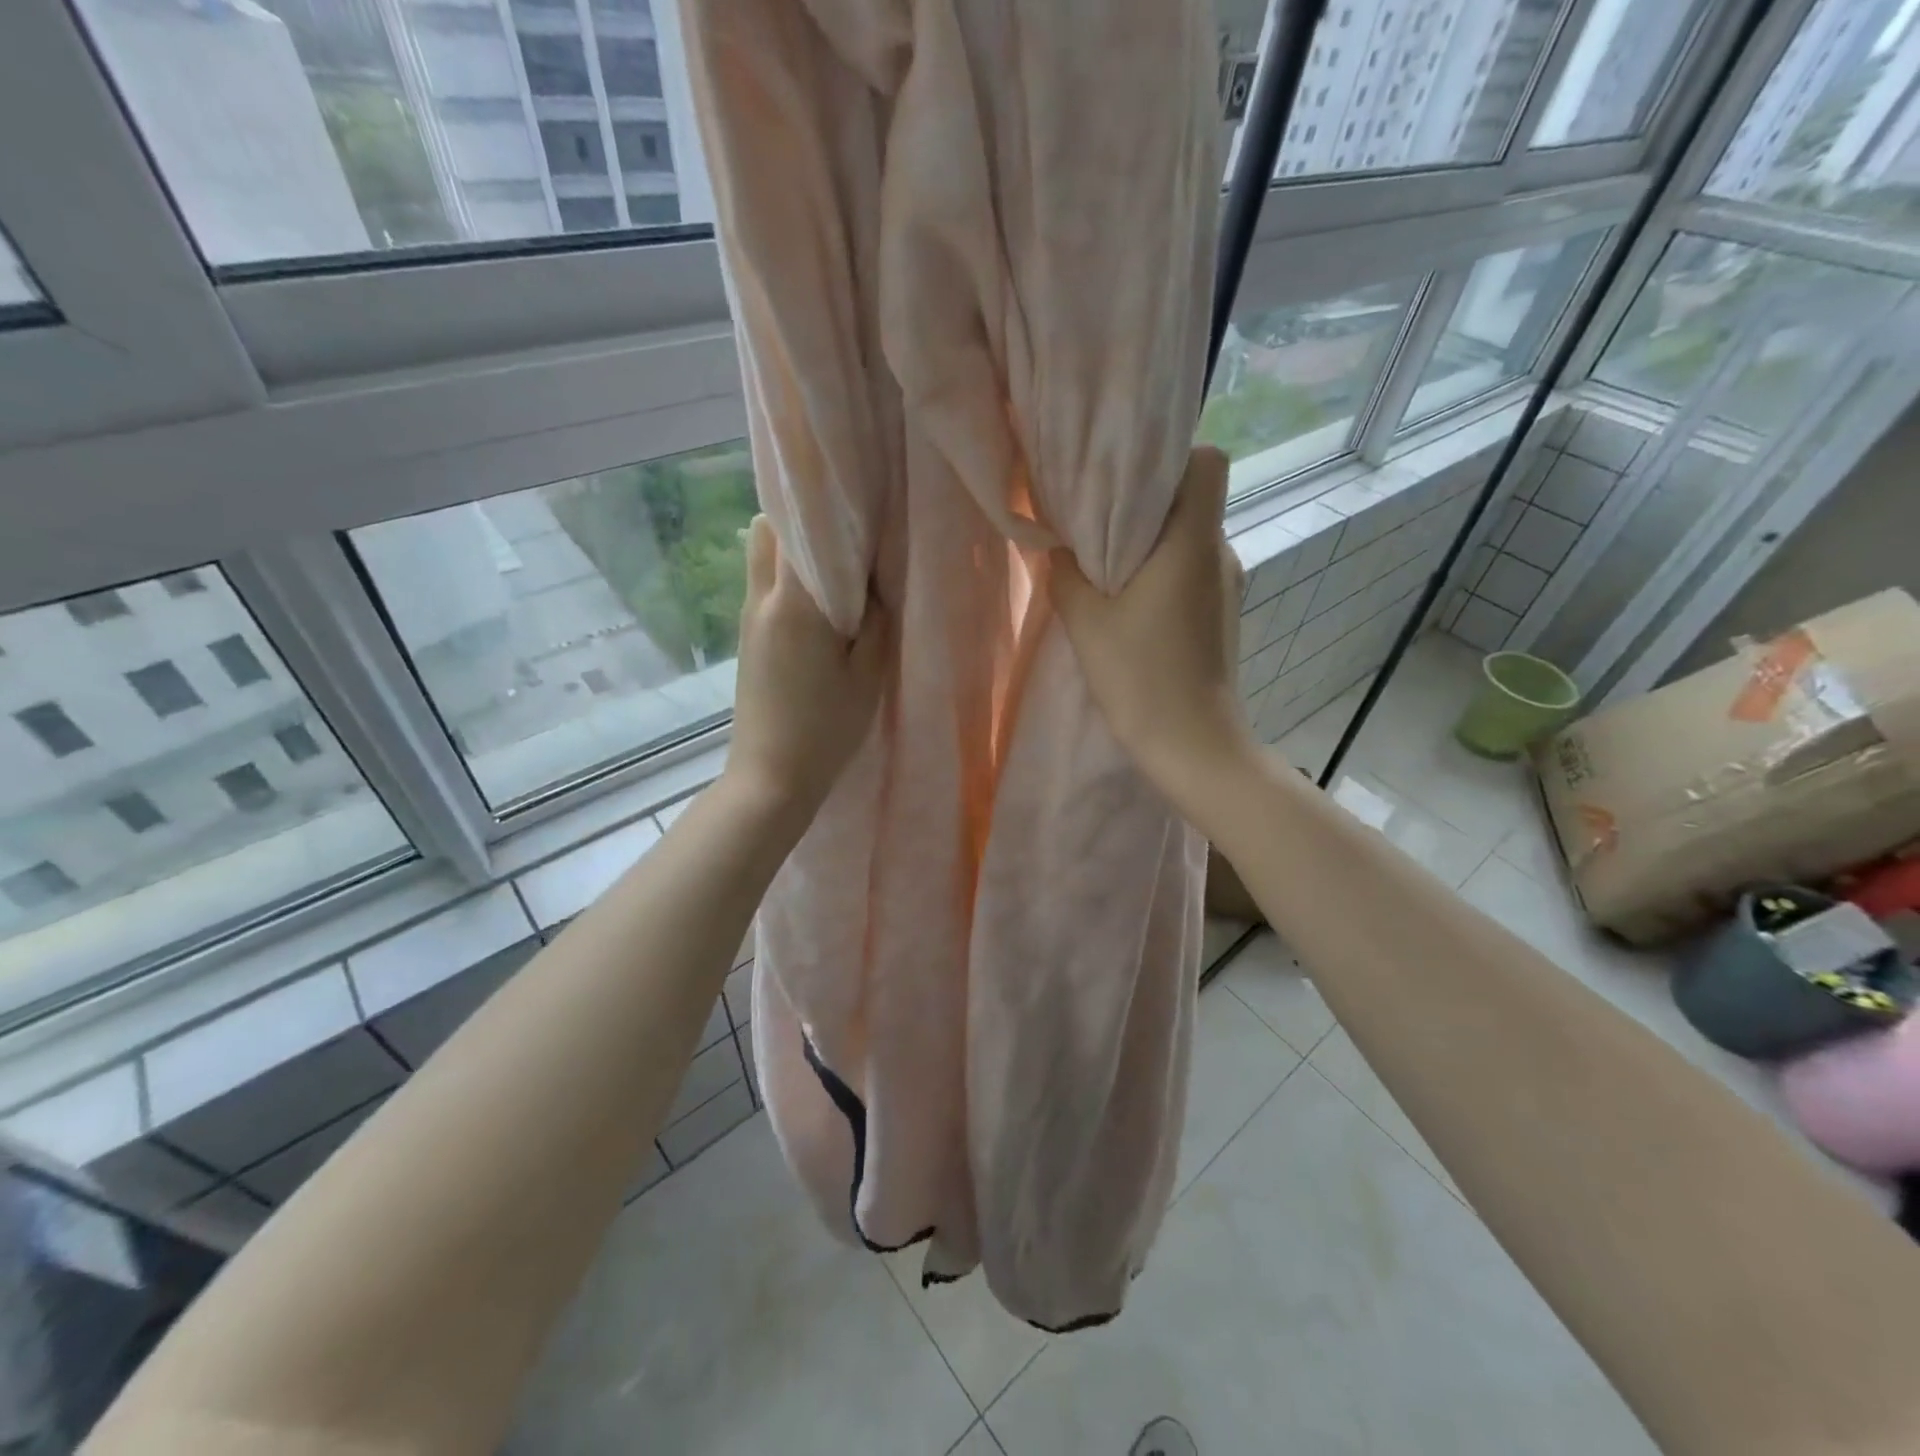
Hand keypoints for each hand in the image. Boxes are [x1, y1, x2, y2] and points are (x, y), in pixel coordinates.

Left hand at [725, 515, 888, 819]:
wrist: (771, 777)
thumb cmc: (826, 730)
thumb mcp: (868, 676)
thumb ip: (877, 620)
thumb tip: (877, 579)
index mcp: (796, 604)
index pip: (800, 525)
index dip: (828, 502)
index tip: (860, 497)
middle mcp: (762, 599)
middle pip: (767, 527)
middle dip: (803, 515)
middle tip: (847, 530)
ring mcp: (749, 616)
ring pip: (760, 553)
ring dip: (792, 545)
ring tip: (835, 564)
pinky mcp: (748, 636)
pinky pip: (764, 582)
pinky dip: (787, 572)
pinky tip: (820, 600)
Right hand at [1050, 446, 1255, 798]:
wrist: (1194, 745)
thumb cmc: (1141, 677)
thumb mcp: (1086, 622)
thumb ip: (1066, 574)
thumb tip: (1059, 549)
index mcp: (1192, 542)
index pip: (1208, 462)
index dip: (1173, 456)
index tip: (1128, 475)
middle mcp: (1220, 554)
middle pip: (1193, 499)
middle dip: (1148, 500)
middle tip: (1098, 517)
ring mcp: (1227, 586)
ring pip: (1191, 538)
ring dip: (1153, 542)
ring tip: (1106, 564)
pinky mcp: (1222, 615)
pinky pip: (1192, 572)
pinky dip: (1164, 573)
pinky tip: (1131, 603)